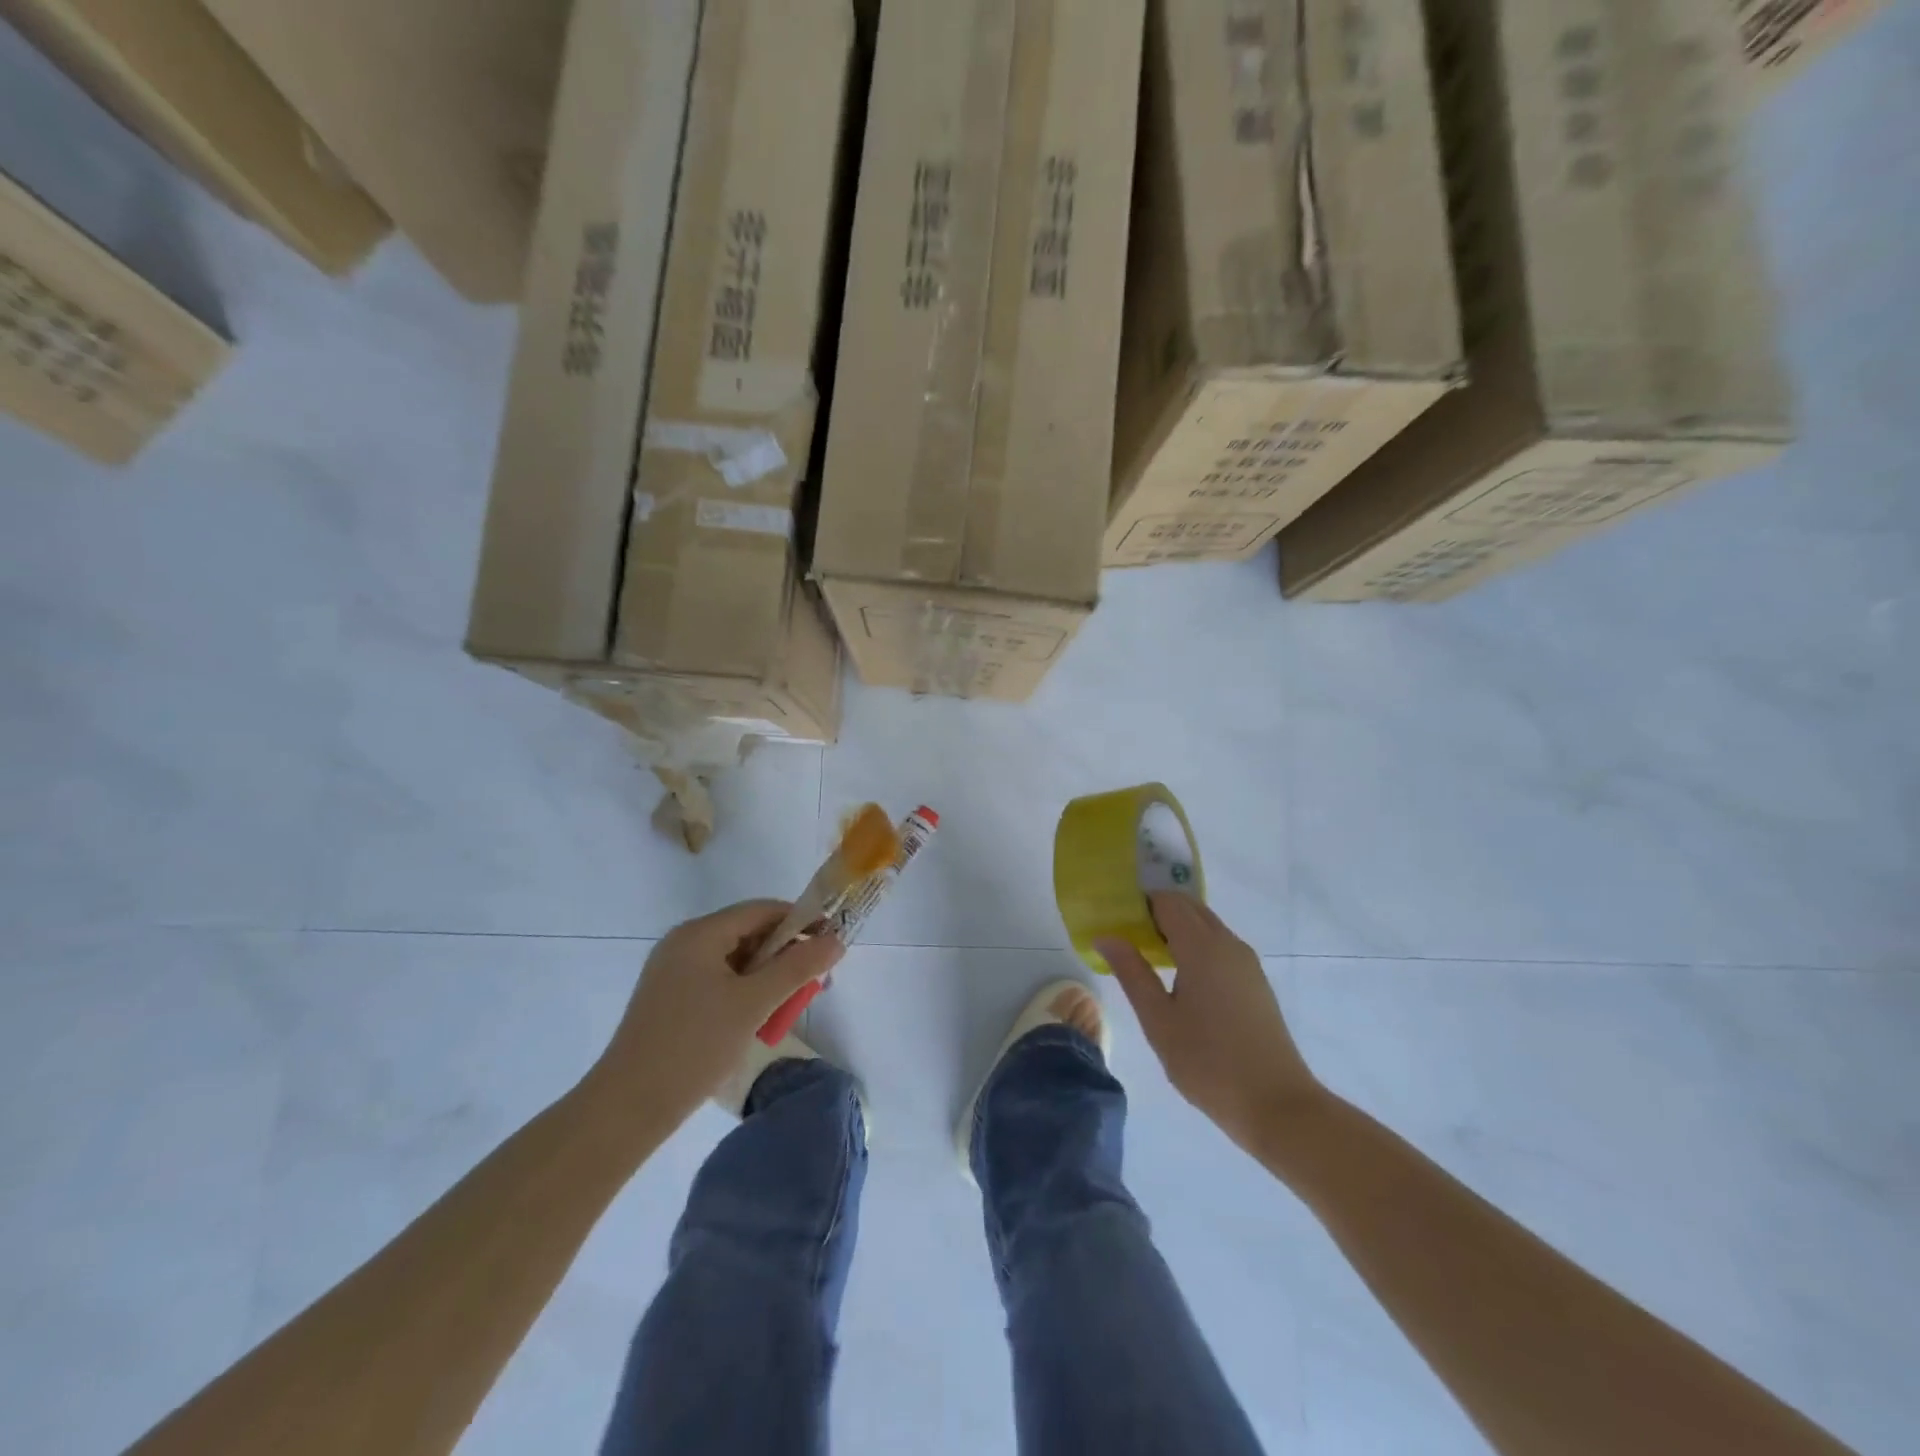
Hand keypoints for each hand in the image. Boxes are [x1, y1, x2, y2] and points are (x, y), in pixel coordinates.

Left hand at [595, 901, 842, 1125]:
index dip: (800, 921)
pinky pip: (718, 981)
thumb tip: (836, 940)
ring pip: (734, 960)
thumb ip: (798, 968)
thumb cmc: (694, 1046)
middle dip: (785, 954)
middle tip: (813, 982)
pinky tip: (757, 1019)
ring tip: (788, 1005)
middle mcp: (683, 944)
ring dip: (766, 977)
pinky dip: (744, 992)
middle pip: (748, 933)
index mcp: (699, 934)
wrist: (628, 1108)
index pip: (761, 910)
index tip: (830, 943)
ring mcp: (673, 972)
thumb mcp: (754, 1003)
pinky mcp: (670, 999)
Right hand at [1098, 892, 1321, 1151]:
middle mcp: (1228, 944)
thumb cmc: (1208, 1063)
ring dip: (1177, 929)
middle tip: (1126, 936)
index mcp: (1202, 947)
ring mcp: (1246, 962)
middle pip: (1189, 908)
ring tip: (1147, 957)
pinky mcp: (1255, 981)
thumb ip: (1131, 972)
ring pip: (1206, 926)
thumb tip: (1106, 936)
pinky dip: (1195, 946)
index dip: (1139, 903)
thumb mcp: (1158, 1020)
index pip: (1168, 902)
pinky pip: (1219, 946)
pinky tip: (1178, 977)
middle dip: (1157, 912)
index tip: (1115, 919)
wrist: (1277, 1105)